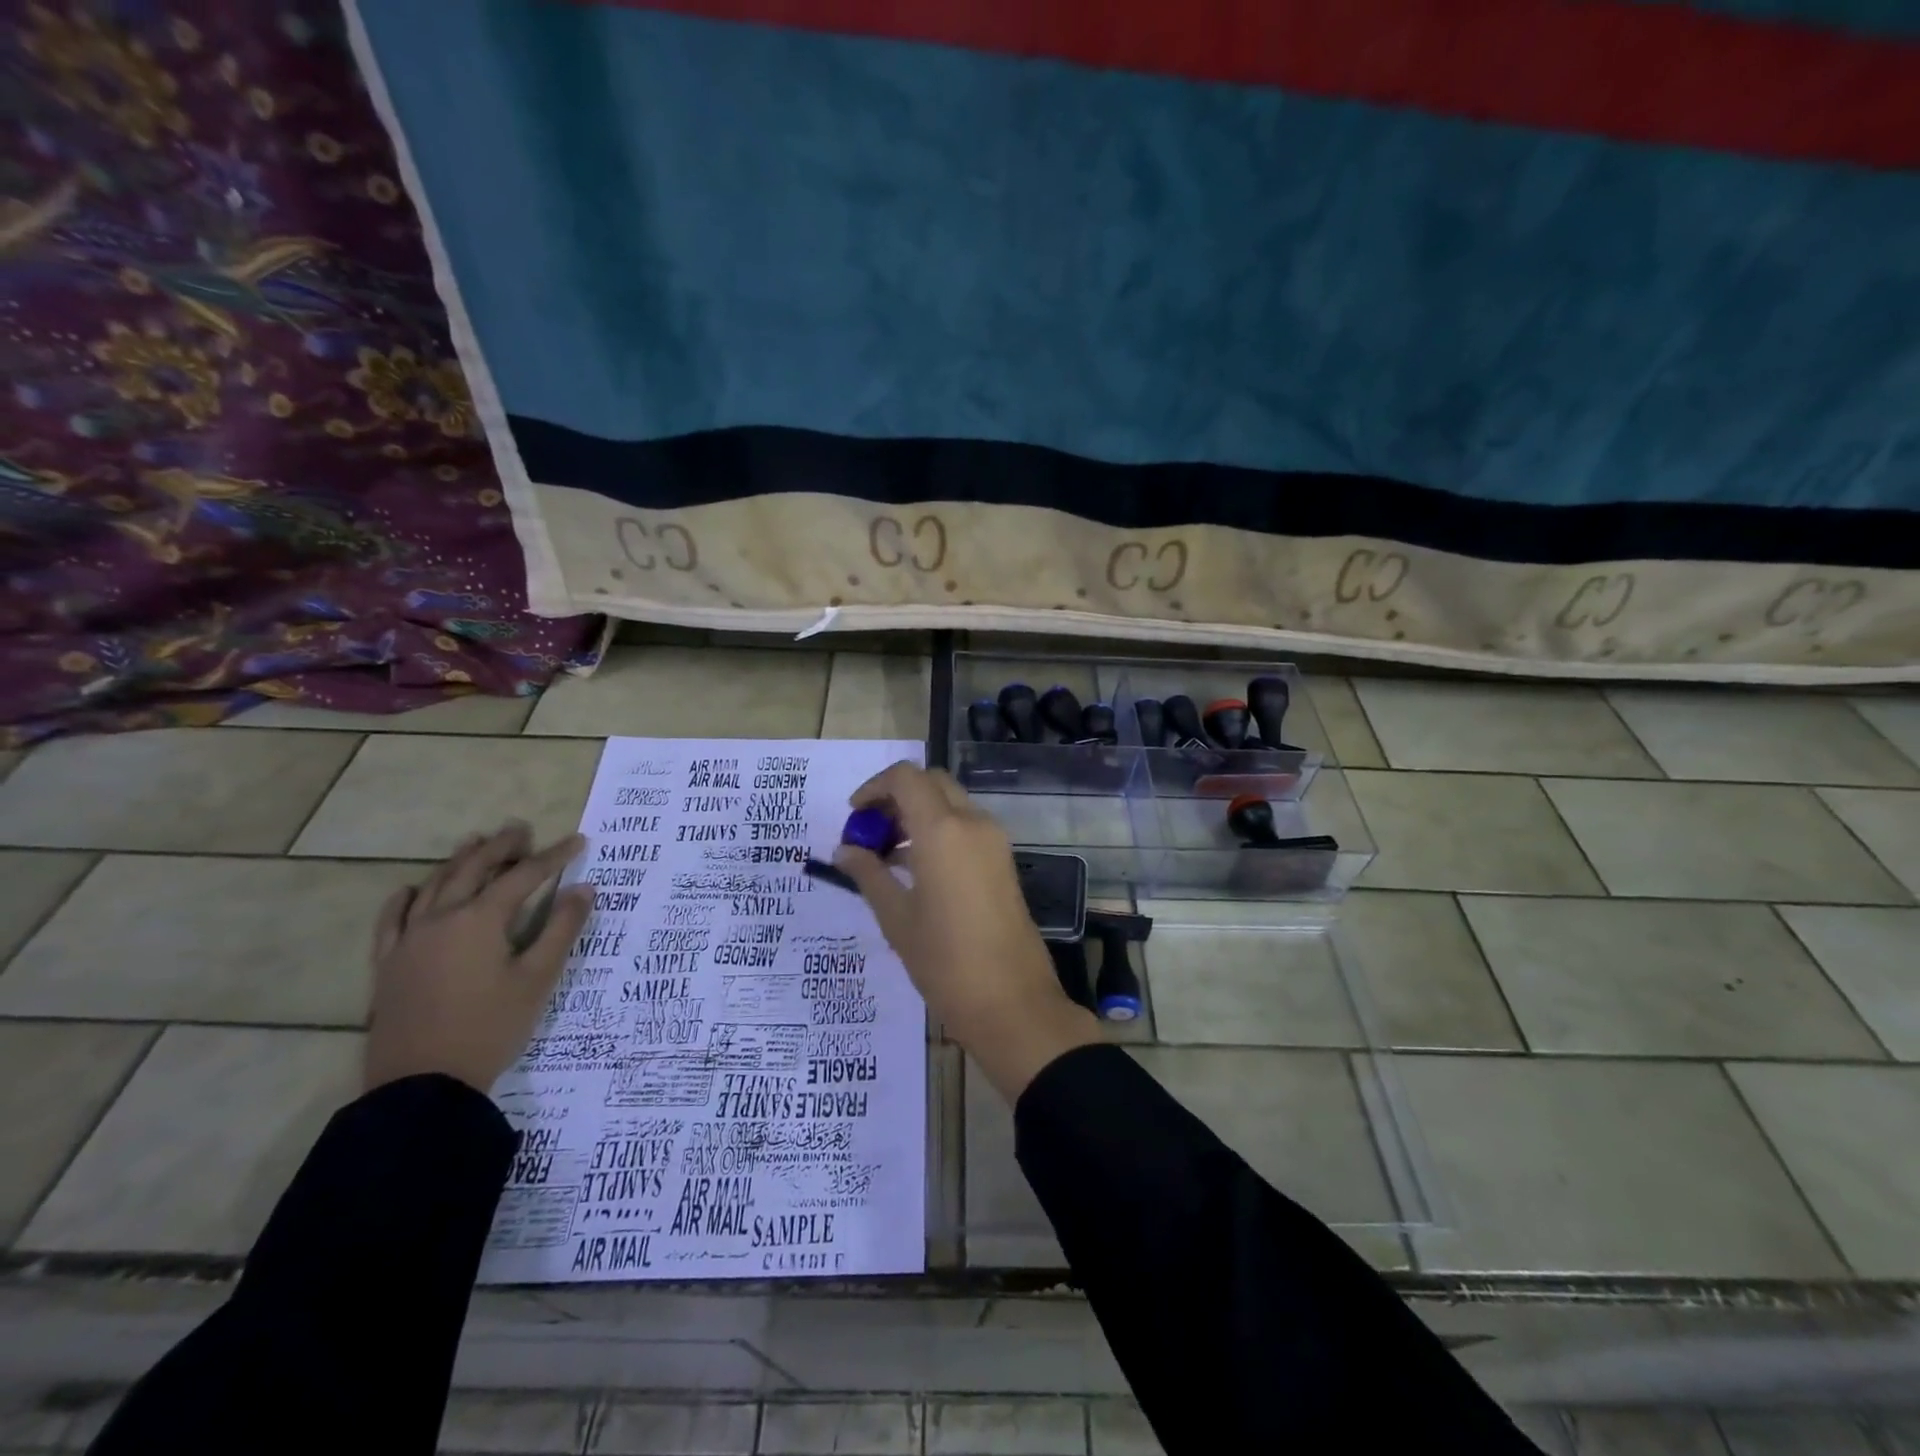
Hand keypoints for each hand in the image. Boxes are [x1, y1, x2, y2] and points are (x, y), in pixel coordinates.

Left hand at [364, 822, 593, 1094]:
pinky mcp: (388, 964)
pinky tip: (411, 889)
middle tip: (521, 828)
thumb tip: (584, 889)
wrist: (422, 1084)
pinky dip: (405, 898)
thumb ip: (561, 929)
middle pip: (473, 869)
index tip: (578, 840)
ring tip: (476, 843)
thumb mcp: (538, 979)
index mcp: (480, 920)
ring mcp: (408, 940)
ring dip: (459, 861)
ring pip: (434, 886)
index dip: (553, 856)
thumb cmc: (490, 1028)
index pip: (523, 876)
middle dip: (501, 847)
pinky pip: (391, 919)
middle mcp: (441, 918)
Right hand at [833, 763, 1100, 1099]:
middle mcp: (973, 823)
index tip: (853, 815)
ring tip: (885, 855)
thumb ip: (868, 875)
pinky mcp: (1003, 861)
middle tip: (869, 830)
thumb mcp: (896, 918)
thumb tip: (844, 850)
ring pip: (951, 804)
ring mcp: (994, 841)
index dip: (874, 787)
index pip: (906, 778)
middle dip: (896, 797)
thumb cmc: (945, 961)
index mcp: (943, 830)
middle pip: (931, 783)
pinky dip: (938, 831)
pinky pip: (966, 828)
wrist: (1012, 1002)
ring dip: (918, 814)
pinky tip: (915, 870)